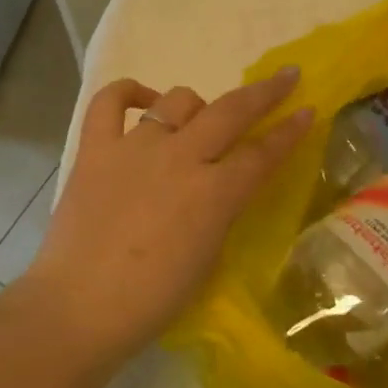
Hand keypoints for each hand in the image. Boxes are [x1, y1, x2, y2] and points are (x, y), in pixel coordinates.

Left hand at [25, 68, 312, 360]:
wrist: (78, 310)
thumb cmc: (153, 300)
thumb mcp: (208, 257)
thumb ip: (221, 211)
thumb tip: (222, 186)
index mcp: (213, 194)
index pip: (262, 153)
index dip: (290, 131)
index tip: (308, 110)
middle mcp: (179, 158)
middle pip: (231, 112)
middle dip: (265, 93)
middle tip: (285, 77)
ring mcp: (135, 148)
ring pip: (178, 101)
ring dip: (198, 105)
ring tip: (199, 119)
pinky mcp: (95, 149)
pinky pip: (110, 102)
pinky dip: (129, 92)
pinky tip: (144, 99)